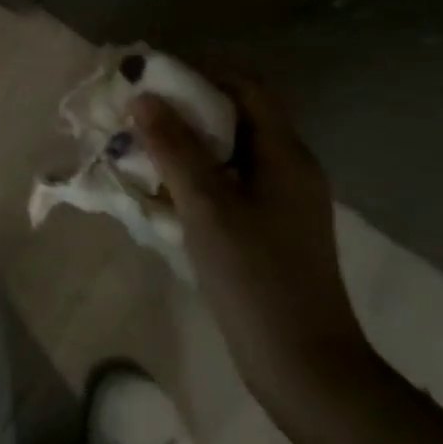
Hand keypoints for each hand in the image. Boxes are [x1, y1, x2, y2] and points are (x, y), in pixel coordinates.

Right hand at [132, 78, 373, 411]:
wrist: (305, 366)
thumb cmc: (256, 276)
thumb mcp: (207, 205)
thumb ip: (174, 147)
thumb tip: (143, 97)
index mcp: (285, 154)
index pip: (246, 88)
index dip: (200, 77)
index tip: (153, 84)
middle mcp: (289, 169)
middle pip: (236, 119)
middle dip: (185, 113)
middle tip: (138, 119)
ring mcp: (282, 202)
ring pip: (229, 154)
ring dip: (186, 147)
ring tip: (141, 153)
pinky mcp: (271, 229)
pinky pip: (230, 185)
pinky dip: (196, 178)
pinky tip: (164, 194)